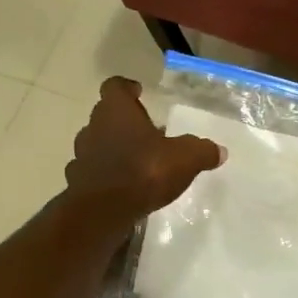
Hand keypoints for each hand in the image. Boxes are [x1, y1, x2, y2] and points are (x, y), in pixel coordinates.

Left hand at [65, 77, 223, 222]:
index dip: (126, 88)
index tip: (137, 92)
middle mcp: (94, 127)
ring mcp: (82, 155)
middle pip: (106, 115)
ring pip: (98, 143)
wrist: (104, 211)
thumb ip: (202, 151)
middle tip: (146, 130)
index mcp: (116, 110)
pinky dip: (106, 174)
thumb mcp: (185, 158)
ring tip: (137, 159)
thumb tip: (219, 150)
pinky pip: (93, 171)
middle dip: (124, 121)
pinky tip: (123, 185)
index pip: (115, 86)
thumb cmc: (144, 171)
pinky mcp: (78, 182)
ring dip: (114, 147)